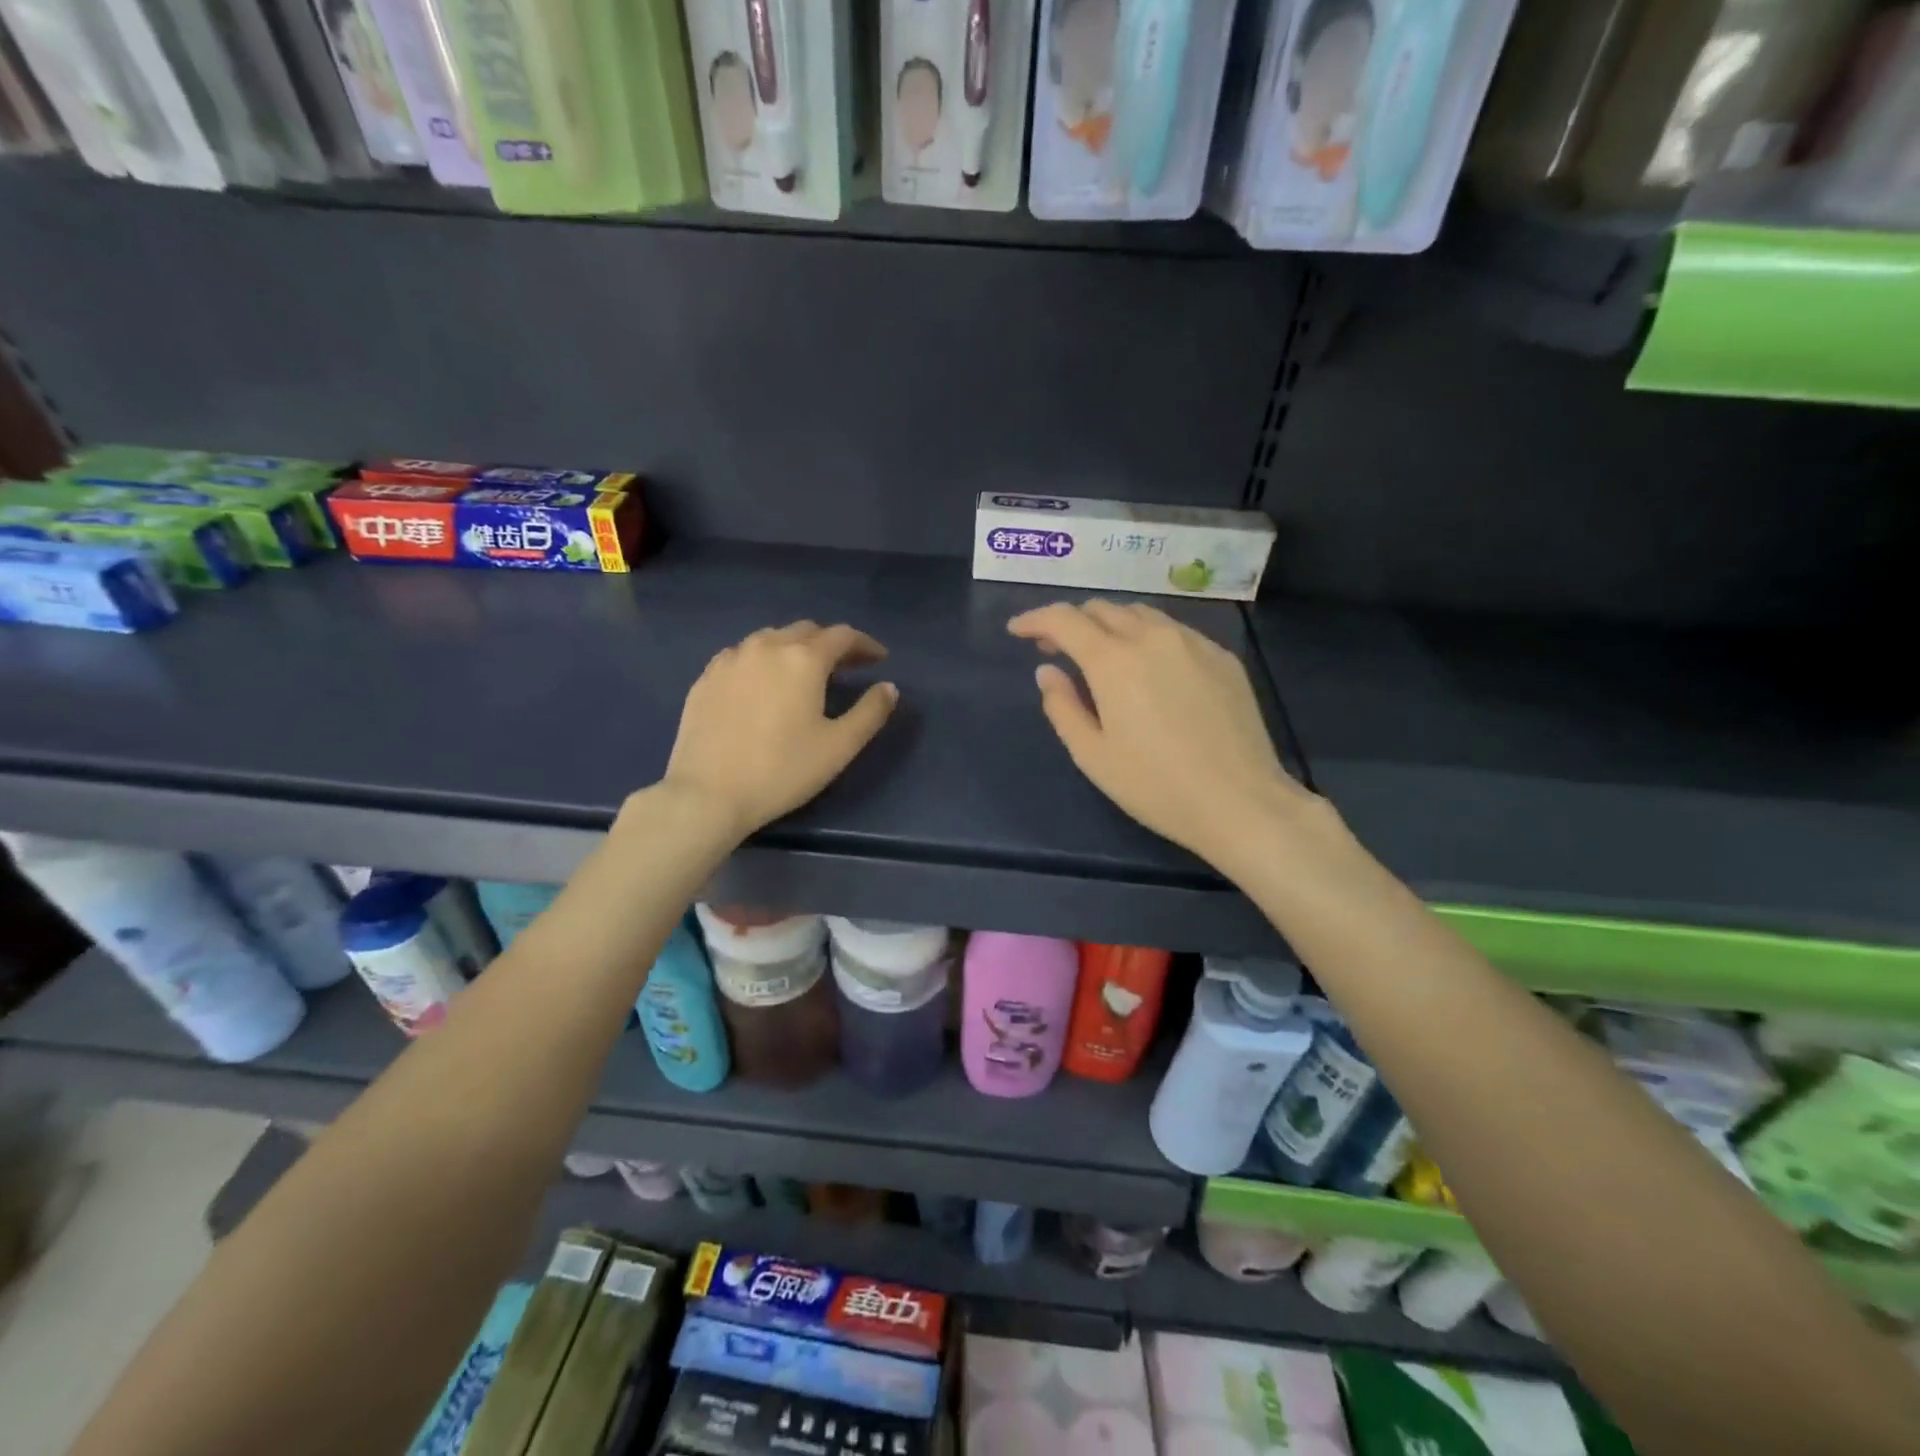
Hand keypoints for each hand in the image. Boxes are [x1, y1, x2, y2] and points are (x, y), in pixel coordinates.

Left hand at [662, 621, 897, 839]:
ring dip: (795, 647)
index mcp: (803, 659)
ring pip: (771, 638)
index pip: (842, 635)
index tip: (880, 659)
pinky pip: (742, 655)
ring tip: (805, 672)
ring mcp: (730, 659)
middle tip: (847, 666)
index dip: (865, 644)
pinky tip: (763, 682)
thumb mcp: (839, 746)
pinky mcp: (706, 678)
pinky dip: (763, 659)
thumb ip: (870, 712)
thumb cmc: (782, 770)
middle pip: (806, 630)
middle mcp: (766, 646)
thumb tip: (888, 687)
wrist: (708, 794)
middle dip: (831, 643)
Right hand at [1008, 601, 1317, 870]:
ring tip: (1101, 656)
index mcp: (1113, 660)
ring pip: (1140, 614)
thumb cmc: (1155, 786)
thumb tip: (1047, 671)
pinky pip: (1173, 631)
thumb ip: (1062, 706)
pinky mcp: (1221, 656)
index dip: (1035, 620)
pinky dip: (1147, 637)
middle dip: (1071, 623)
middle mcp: (1152, 636)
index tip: (1017, 631)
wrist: (1240, 802)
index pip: (1063, 619)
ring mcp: (1193, 642)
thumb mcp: (1093, 755)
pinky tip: (1149, 669)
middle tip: (1056, 651)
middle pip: (1101, 609)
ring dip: (1110, 625)